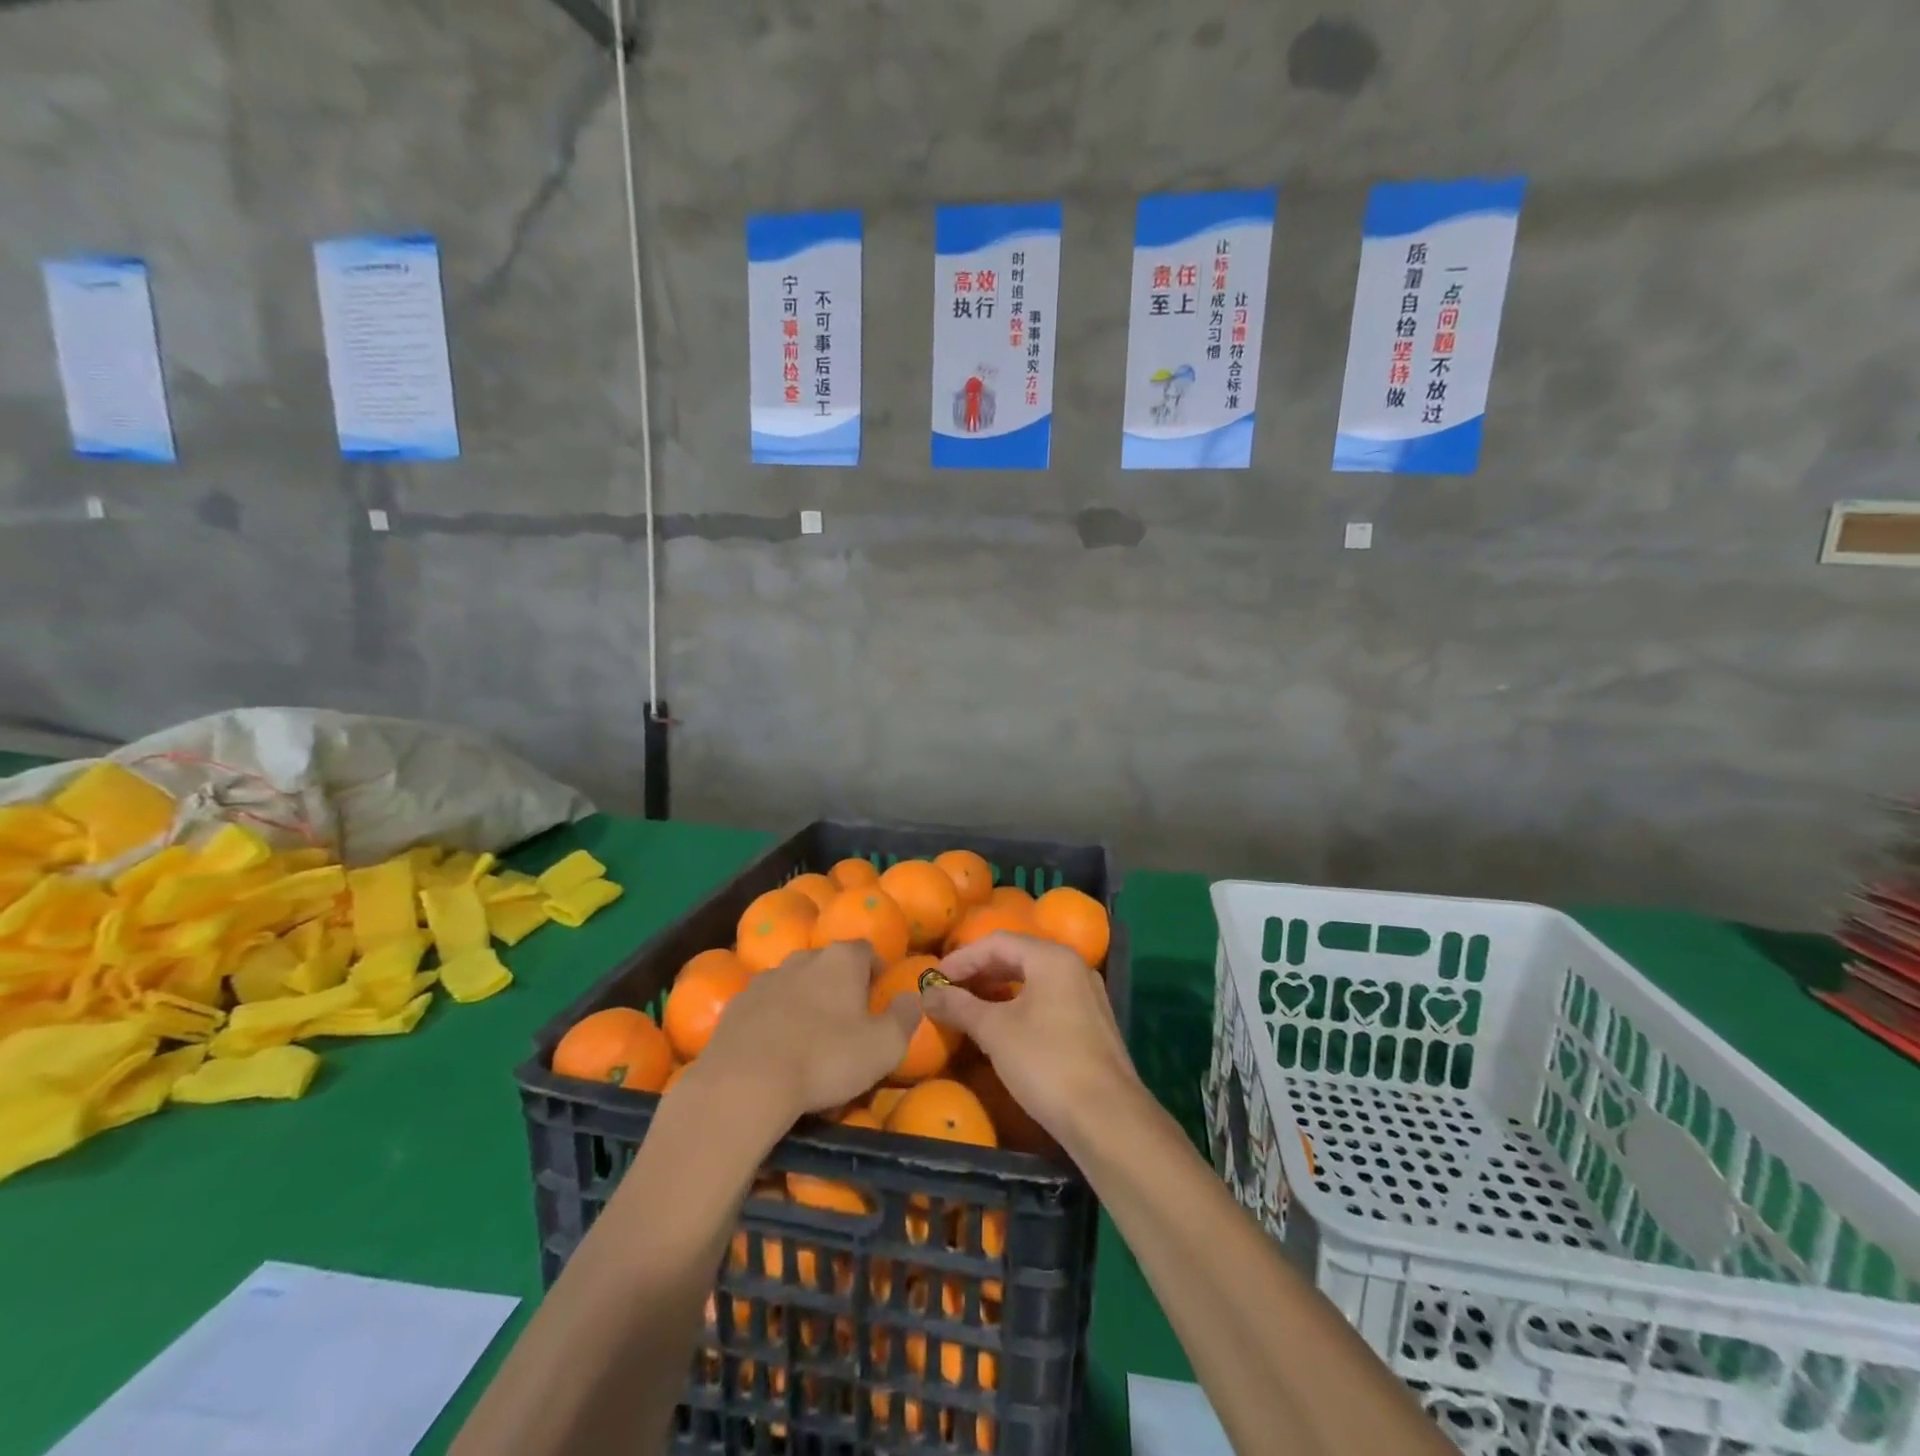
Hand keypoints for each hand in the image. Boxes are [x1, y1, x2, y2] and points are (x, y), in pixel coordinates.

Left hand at [688, 940, 920, 1123]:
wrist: (745, 1081)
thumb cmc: (826, 1058)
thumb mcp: (884, 1047)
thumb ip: (904, 1017)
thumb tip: (912, 997)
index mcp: (842, 960)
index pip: (866, 950)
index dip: (875, 971)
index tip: (878, 998)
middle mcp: (803, 958)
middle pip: (828, 963)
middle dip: (838, 984)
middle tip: (846, 1020)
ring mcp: (765, 979)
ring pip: (794, 982)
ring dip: (804, 1000)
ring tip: (809, 1037)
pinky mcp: (735, 1005)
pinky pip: (764, 1005)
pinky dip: (773, 1018)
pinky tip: (776, 1049)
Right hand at [922, 932, 1141, 1146]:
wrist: (1106, 1118)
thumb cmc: (1045, 1062)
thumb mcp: (995, 1031)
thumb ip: (959, 1006)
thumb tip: (928, 993)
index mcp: (1052, 958)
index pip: (997, 942)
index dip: (961, 959)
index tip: (933, 981)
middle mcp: (1073, 967)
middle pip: (1017, 956)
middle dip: (979, 972)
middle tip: (947, 992)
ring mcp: (1086, 995)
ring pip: (1033, 979)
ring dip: (997, 989)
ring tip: (968, 1008)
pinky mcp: (1091, 1023)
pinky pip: (1047, 1000)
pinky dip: (1018, 1005)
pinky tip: (1000, 1027)